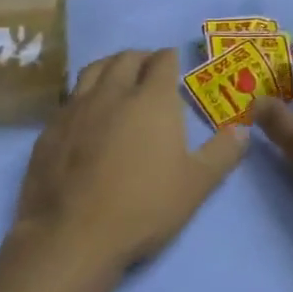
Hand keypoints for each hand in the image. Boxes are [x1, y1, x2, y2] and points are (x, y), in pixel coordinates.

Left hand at [14, 49, 249, 269]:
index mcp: (151, 100)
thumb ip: (222, 154)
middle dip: (140, 57)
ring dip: (109, 67)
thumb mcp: (196, 185)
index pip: (162, 61)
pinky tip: (86, 112)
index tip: (174, 62)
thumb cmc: (143, 207)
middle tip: (148, 68)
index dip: (170, 58)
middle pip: (125, 59)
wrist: (72, 234)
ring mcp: (75, 108)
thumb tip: (243, 130)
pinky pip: (69, 98)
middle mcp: (111, 93)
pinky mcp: (50, 129)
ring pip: (92, 71)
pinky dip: (83, 94)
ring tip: (116, 77)